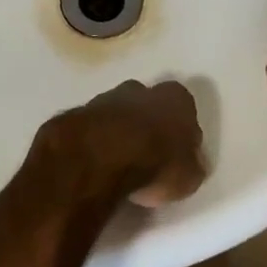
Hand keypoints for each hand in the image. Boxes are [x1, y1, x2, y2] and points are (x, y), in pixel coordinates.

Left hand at [36, 79, 206, 207]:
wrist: (99, 159)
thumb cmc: (156, 164)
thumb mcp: (189, 177)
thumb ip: (191, 166)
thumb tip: (191, 165)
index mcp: (175, 99)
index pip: (184, 107)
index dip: (180, 130)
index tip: (176, 152)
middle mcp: (140, 90)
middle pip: (146, 104)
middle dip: (145, 124)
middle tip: (145, 155)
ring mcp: (103, 99)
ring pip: (115, 113)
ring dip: (116, 132)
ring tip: (117, 164)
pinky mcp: (75, 114)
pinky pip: (90, 128)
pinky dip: (92, 142)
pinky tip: (94, 165)